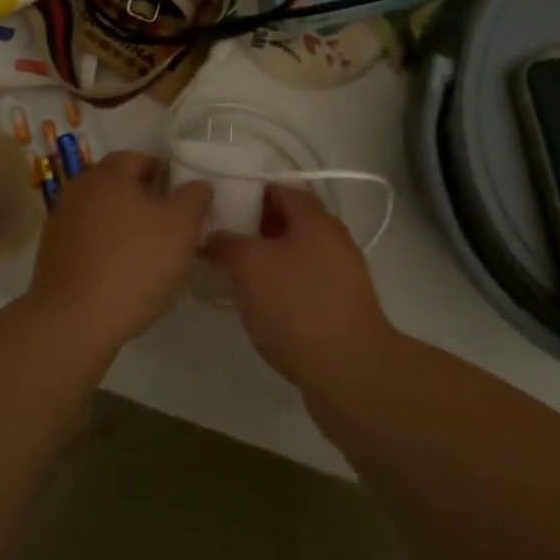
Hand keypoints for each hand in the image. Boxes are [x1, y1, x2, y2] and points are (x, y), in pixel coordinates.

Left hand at [25, 151, 210, 355]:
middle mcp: (79, 190)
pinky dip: (106, 252)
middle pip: (117, 187)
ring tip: (150, 256)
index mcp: (108, 174)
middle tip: (171, 226)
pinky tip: (123, 278)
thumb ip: (194, 198)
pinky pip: (87, 244)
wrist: (73, 322)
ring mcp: (60, 224)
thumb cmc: (133, 264)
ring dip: (124, 228)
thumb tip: (197, 185)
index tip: (183, 197)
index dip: (163, 174)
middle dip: (144, 202)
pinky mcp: (51, 258)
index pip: (138, 158)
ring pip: (101, 216)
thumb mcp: (181, 227)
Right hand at [203, 184, 395, 391]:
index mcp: (315, 217)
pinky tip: (261, 304)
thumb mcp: (248, 267)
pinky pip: (306, 282)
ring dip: (269, 259)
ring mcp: (342, 274)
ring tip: (234, 272)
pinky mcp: (342, 306)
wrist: (350, 372)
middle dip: (255, 227)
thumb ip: (225, 243)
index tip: (219, 204)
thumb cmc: (296, 305)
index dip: (248, 191)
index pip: (279, 187)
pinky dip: (283, 285)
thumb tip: (209, 236)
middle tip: (221, 239)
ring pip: (297, 253)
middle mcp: (333, 238)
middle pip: (290, 220)